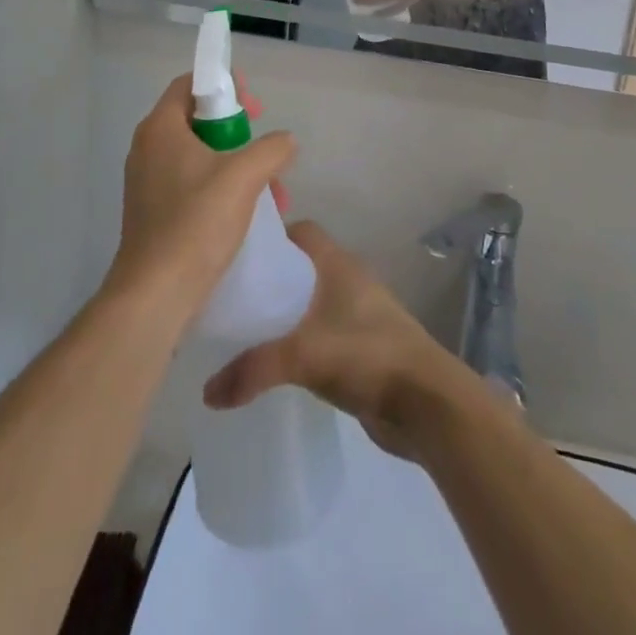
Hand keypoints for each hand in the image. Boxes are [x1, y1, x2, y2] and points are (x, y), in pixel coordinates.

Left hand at [102, 75, 294, 328]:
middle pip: (197, 121)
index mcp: (160, 129)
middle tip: (265, 150)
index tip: (255, 109)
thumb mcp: (244, 177)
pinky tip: (248, 215)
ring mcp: (147, 183)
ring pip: (198, 157)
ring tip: (270, 192)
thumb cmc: (196, 224)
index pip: (189, 85)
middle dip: (238, 134)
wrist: (155, 295)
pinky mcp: (152, 213)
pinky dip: (220, 189)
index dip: (225, 87)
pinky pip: (191, 184)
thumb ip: (271, 149)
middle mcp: (147, 149)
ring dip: (236, 166)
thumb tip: (285, 141)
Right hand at [202, 222, 466, 461]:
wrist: (427, 403)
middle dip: (270, 280)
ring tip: (243, 333)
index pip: (300, 232)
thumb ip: (253, 369)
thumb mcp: (303, 356)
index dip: (271, 237)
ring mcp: (358, 315)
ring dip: (283, 316)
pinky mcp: (361, 348)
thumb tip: (208, 392)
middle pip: (301, 268)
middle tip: (230, 299)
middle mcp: (348, 280)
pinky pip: (320, 335)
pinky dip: (298, 344)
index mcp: (338, 263)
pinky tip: (274, 366)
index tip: (236, 254)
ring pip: (310, 304)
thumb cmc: (367, 355)